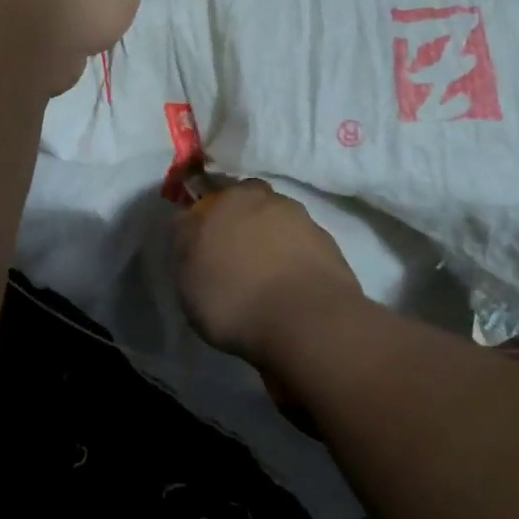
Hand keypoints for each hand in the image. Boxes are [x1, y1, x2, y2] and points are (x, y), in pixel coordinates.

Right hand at [174, 180, 363, 367]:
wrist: (308, 324)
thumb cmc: (234, 294)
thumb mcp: (187, 270)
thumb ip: (186, 237)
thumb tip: (190, 219)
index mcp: (236, 197)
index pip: (218, 195)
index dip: (211, 218)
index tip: (206, 244)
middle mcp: (275, 202)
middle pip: (254, 208)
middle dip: (246, 227)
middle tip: (235, 261)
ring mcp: (309, 226)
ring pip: (282, 229)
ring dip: (274, 247)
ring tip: (265, 283)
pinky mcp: (333, 255)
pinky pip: (305, 255)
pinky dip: (296, 268)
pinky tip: (289, 294)